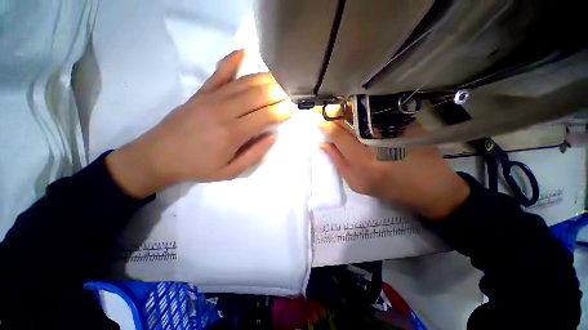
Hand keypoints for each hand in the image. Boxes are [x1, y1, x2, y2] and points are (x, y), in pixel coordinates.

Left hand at [106, 49, 293, 197]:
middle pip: (257, 96)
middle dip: (278, 91)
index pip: (265, 116)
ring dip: (264, 78)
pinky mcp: (200, 93)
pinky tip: (243, 52)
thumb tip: (272, 136)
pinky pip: (218, 73)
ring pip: (244, 83)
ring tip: (280, 76)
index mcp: (233, 134)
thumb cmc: (198, 167)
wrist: (158, 156)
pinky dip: (231, 61)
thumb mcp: (230, 171)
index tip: (294, 107)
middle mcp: (224, 111)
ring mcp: (211, 98)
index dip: (282, 111)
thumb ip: (254, 154)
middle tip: (292, 89)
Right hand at [317, 119, 469, 220]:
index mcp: (361, 159)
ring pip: (365, 110)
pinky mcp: (406, 122)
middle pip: (350, 117)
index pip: (338, 134)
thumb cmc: (387, 187)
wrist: (427, 185)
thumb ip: (338, 162)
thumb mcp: (357, 182)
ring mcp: (393, 129)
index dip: (325, 124)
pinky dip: (367, 107)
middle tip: (327, 107)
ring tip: (341, 105)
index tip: (316, 117)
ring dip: (349, 105)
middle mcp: (376, 141)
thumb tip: (323, 144)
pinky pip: (380, 110)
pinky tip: (363, 107)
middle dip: (335, 110)